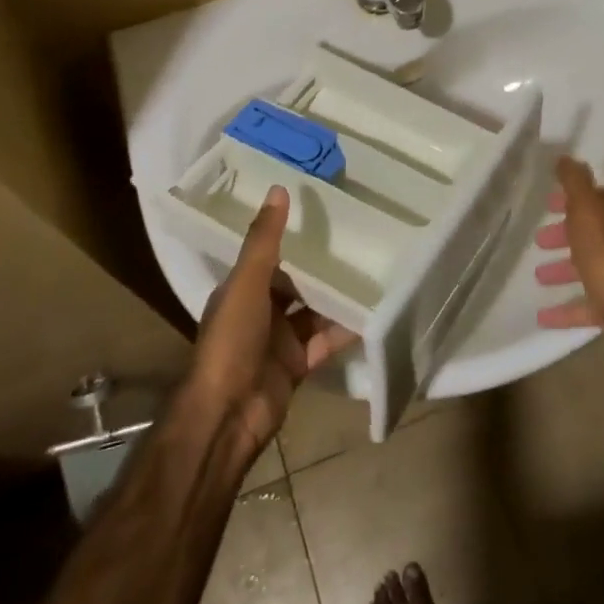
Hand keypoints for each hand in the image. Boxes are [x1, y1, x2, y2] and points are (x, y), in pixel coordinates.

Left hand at [186, 185, 358, 457]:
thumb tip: (278, 188)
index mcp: (241, 290)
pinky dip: (346, 328)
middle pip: (296, 283)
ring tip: (373, 268)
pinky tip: (374, 310)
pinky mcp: (299, 364)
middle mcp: (260, 311)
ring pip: (314, 311)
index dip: (292, 237)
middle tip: (358, 238)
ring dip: (337, 296)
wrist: (229, 414)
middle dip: (321, 266)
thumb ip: (264, 239)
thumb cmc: (231, 341)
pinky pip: (327, 340)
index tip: (322, 213)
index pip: (269, 256)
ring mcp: (280, 340)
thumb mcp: (247, 283)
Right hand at [534, 157, 603, 352]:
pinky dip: (568, 307)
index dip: (572, 199)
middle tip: (539, 239)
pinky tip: (542, 315)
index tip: (546, 204)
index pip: (600, 198)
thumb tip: (566, 157)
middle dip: (566, 234)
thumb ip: (575, 183)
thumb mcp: (589, 212)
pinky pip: (591, 306)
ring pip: (593, 268)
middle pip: (596, 233)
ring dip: (565, 269)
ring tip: (538, 276)